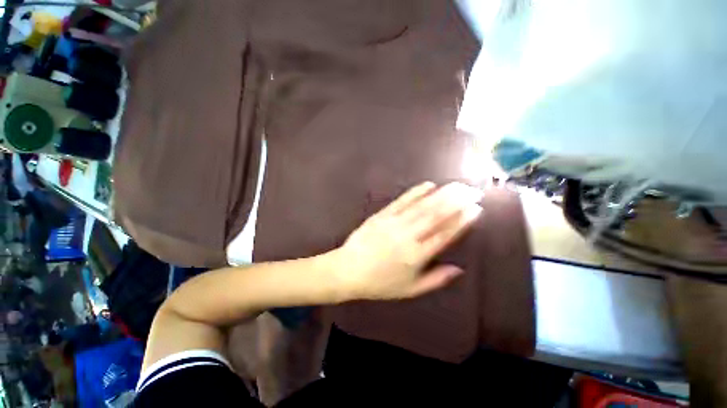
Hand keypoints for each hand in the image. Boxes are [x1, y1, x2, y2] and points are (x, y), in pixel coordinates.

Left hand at [332, 182, 483, 300]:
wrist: (348, 270)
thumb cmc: (379, 283)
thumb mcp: (410, 290)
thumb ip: (435, 279)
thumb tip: (458, 269)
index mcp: (416, 256)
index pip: (444, 235)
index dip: (461, 221)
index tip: (476, 209)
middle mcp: (408, 237)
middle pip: (436, 216)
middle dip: (457, 201)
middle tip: (472, 191)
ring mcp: (394, 223)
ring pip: (421, 206)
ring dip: (441, 194)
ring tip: (457, 185)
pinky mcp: (382, 215)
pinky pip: (401, 201)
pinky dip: (415, 192)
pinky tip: (428, 185)